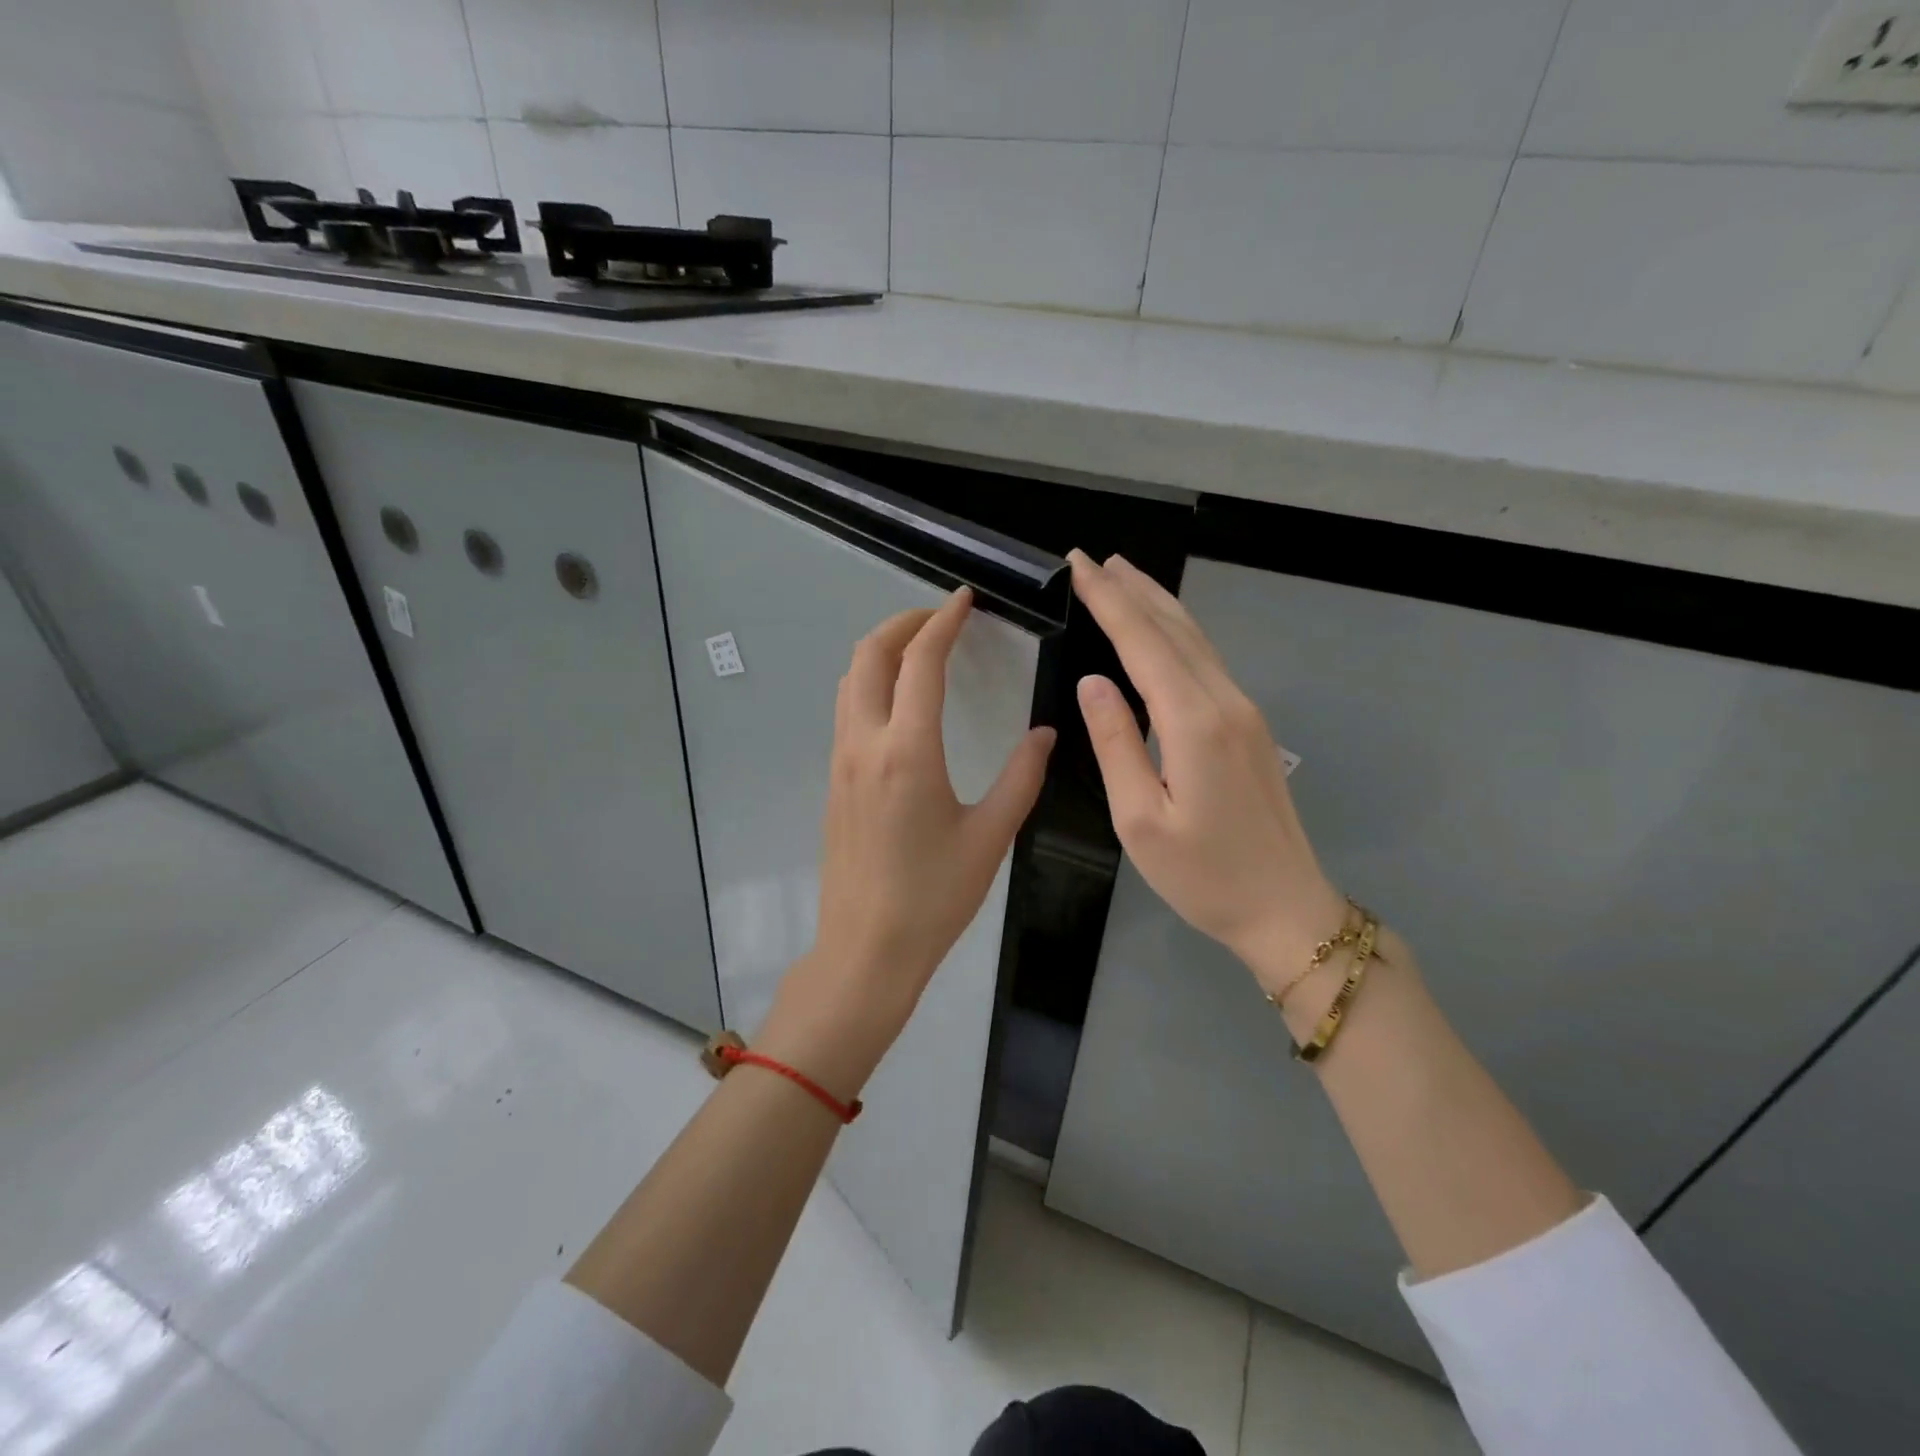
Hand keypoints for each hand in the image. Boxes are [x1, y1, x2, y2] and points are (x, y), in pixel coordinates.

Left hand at [759, 588, 1056, 1098]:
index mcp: (907, 751)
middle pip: (868, 656)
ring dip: (881, 651)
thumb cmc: (934, 897)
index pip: (920, 661)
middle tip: (940, 618)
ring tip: (919, 649)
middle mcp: (864, 744)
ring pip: (850, 681)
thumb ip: (1022, 777)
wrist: (866, 949)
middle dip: (902, 623)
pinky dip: (870, 682)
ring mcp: (841, 762)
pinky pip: (846, 710)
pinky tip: (900, 700)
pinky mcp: (834, 781)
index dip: (943, 621)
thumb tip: (1044, 732)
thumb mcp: (991, 836)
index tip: (964, 600)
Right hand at [1068, 551, 1346, 998]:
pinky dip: (1178, 632)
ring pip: (1196, 640)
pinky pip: (1208, 661)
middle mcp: (1224, 702)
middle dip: (1132, 590)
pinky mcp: (1250, 726)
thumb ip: (1116, 743)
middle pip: (1174, 629)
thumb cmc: (1204, 876)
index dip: (1109, 601)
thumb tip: (1092, 681)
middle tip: (1094, 559)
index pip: (1142, 643)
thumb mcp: (1140, 820)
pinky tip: (1163, 629)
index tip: (1079, 566)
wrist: (1286, 909)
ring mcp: (1244, 711)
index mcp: (1194, 723)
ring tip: (1125, 576)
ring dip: (1158, 603)